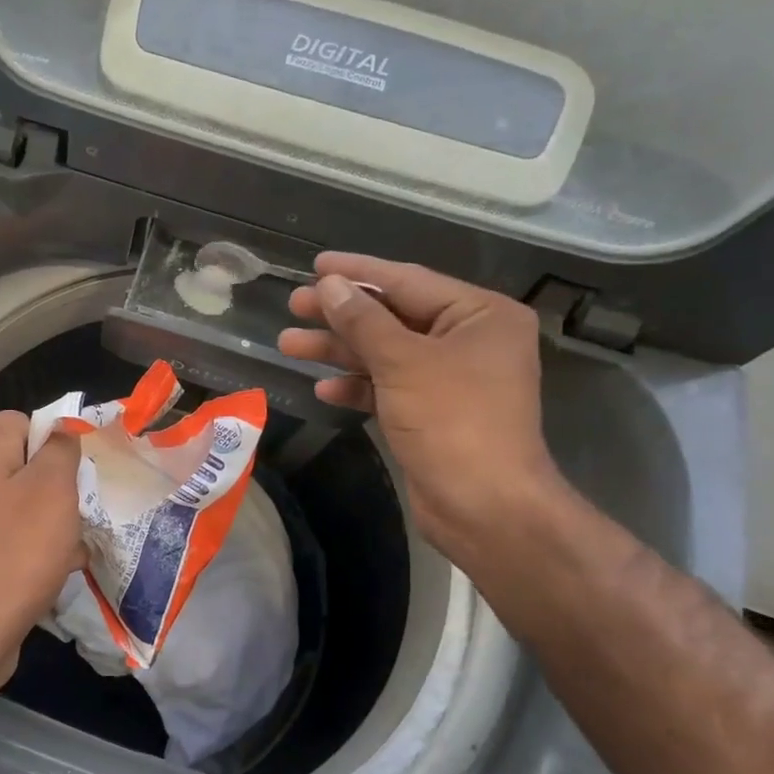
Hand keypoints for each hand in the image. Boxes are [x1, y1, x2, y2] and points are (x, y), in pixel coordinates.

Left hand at [0, 411, 84, 685]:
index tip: (80, 472)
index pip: (23, 421)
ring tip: (72, 551)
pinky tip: (49, 577)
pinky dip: (24, 553)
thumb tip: (61, 429)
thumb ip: (61, 449)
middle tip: (79, 514)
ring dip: (45, 525)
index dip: (56, 440)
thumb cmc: (14, 554)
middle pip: (18, 466)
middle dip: (55, 488)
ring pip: (12, 508)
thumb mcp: (53, 490)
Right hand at [277, 253, 566, 566]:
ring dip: (339, 350)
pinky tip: (324, 390)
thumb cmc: (452, 421)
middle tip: (294, 305)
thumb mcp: (402, 362)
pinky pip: (388, 386)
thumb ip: (362, 319)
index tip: (315, 265)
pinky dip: (357, 386)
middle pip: (393, 316)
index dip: (358, 272)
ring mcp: (450, 378)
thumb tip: (329, 284)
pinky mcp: (432, 412)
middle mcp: (469, 340)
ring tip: (288, 344)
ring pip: (385, 352)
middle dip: (341, 314)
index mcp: (480, 315)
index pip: (408, 280)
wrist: (485, 508)